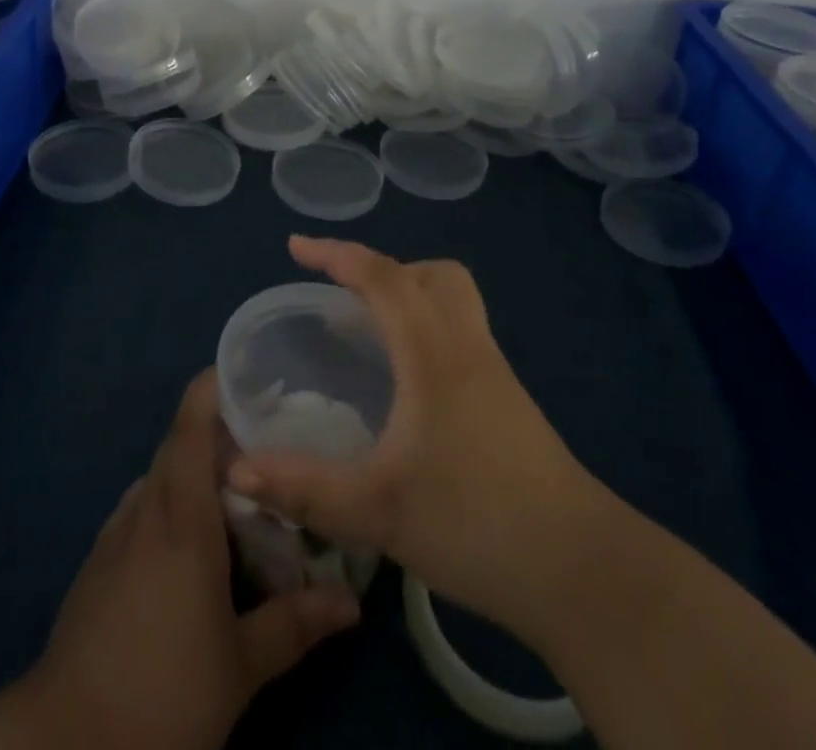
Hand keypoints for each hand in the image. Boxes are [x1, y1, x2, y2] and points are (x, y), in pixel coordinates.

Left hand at [28, 369, 359, 749]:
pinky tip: (195, 539)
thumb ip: (295, 624)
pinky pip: (143, 506)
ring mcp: (116, 530)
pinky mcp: (99, 558)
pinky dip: (173, 502)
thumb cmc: (161, 692)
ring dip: (196, 469)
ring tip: (241, 488)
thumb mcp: (239, 668)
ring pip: (162, 474)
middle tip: (271, 439)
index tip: (257, 376)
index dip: (217, 386)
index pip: (192, 421)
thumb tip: (352, 602)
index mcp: (181, 514)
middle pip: (180, 441)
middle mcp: (146, 506)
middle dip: (222, 431)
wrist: (63, 741)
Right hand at [226, 237, 609, 649]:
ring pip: (452, 300)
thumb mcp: (376, 510)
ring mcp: (494, 370)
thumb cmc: (475, 522)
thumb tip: (235, 470)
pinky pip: (460, 332)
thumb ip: (302, 488)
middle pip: (429, 274)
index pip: (381, 276)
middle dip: (380, 271)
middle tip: (342, 300)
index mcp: (433, 350)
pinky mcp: (508, 399)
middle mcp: (465, 344)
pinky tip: (407, 387)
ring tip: (370, 335)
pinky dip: (427, 329)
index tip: (295, 247)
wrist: (580, 569)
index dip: (335, 253)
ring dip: (409, 296)